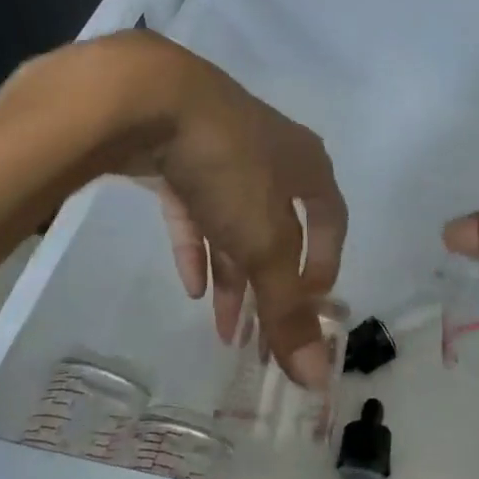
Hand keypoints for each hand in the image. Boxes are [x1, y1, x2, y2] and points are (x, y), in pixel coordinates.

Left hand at [119, 38, 346, 385]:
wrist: (148, 98)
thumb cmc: (229, 167)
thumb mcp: (264, 243)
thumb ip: (287, 310)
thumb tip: (317, 380)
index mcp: (307, 165)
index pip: (331, 219)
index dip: (325, 264)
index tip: (311, 305)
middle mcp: (272, 155)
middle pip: (279, 228)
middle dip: (269, 283)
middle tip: (260, 332)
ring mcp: (222, 152)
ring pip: (236, 223)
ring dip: (232, 274)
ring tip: (222, 326)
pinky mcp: (178, 154)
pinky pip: (195, 209)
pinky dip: (197, 246)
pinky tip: (190, 284)